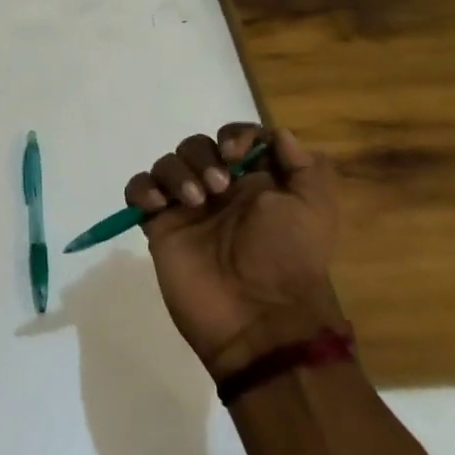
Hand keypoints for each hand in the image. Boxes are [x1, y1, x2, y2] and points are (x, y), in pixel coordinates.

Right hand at [127, 122, 344, 377]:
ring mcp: (186, 208)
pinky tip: (158, 205)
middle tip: (217, 188)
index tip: (234, 154)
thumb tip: (280, 135)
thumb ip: (305, 166)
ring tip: (193, 202)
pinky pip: (138, 191)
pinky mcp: (160, 227)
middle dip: (202, 156)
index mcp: (255, 182)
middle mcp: (219, 190)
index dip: (232, 136)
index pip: (235, 138)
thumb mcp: (315, 209)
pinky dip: (143, 188)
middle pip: (196, 146)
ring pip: (167, 163)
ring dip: (176, 172)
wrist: (259, 318)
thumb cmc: (289, 258)